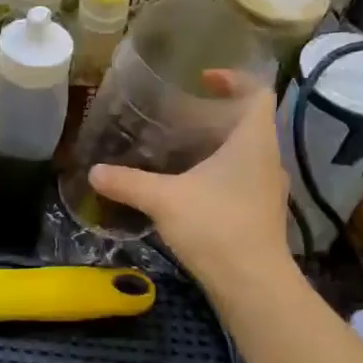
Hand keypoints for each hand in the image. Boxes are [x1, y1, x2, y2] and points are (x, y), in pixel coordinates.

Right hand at [90, 76, 291, 286]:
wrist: (252, 284)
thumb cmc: (216, 226)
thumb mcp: (164, 200)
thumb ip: (128, 183)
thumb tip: (93, 172)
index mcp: (253, 140)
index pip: (257, 92)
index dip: (234, 78)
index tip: (203, 79)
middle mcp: (267, 159)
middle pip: (250, 123)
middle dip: (216, 116)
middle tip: (180, 117)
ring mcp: (268, 189)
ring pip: (246, 155)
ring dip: (218, 148)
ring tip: (181, 151)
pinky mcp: (262, 215)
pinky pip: (242, 181)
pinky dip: (220, 176)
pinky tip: (191, 190)